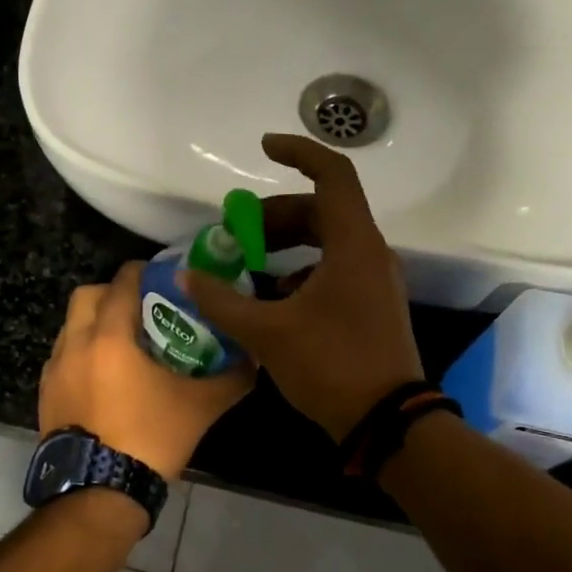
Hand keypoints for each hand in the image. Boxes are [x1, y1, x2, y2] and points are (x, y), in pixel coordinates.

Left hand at [39, 262, 254, 481]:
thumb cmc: (149, 439)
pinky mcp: (45, 396)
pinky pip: (62, 358)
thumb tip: (255, 358)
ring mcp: (54, 371)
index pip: (122, 283)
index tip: (162, 277)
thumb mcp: (199, 407)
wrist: (98, 492)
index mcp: (109, 338)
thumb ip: (231, 378)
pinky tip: (104, 378)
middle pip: (87, 296)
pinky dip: (81, 354)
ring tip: (124, 345)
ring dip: (94, 324)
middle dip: (112, 293)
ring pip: (70, 327)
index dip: (143, 272)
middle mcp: (75, 345)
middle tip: (141, 309)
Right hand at [180, 134, 422, 440]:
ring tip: (248, 265)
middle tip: (236, 235)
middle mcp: (369, 253)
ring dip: (285, 245)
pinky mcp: (371, 305)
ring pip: (326, 241)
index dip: (298, 152)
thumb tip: (185, 277)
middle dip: (273, 216)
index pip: (332, 175)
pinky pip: (333, 269)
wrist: (386, 422)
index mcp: (353, 245)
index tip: (262, 148)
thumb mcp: (268, 332)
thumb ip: (223, 300)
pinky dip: (300, 271)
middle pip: (321, 210)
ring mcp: (374, 281)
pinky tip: (273, 299)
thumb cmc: (330, 365)